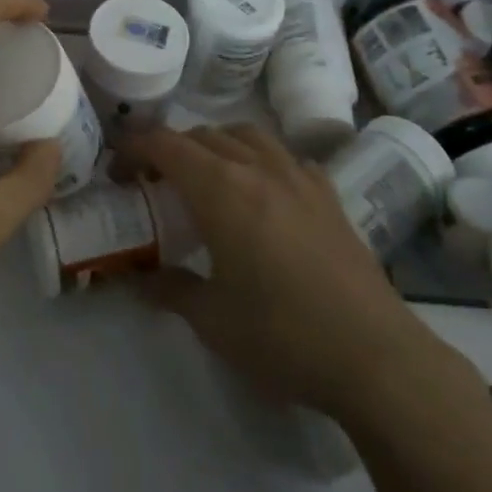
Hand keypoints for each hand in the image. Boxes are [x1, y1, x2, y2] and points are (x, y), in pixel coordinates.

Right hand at [127, 124, 475, 425]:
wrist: (374, 355)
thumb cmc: (282, 335)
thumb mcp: (212, 320)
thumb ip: (171, 290)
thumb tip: (140, 280)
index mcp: (222, 190)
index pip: (166, 145)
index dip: (135, 147)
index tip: (117, 167)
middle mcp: (258, 169)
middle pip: (204, 135)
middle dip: (171, 148)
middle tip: (153, 181)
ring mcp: (299, 177)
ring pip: (247, 135)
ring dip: (216, 144)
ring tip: (205, 176)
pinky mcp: (328, 195)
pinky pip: (285, 157)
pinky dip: (260, 159)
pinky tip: (263, 191)